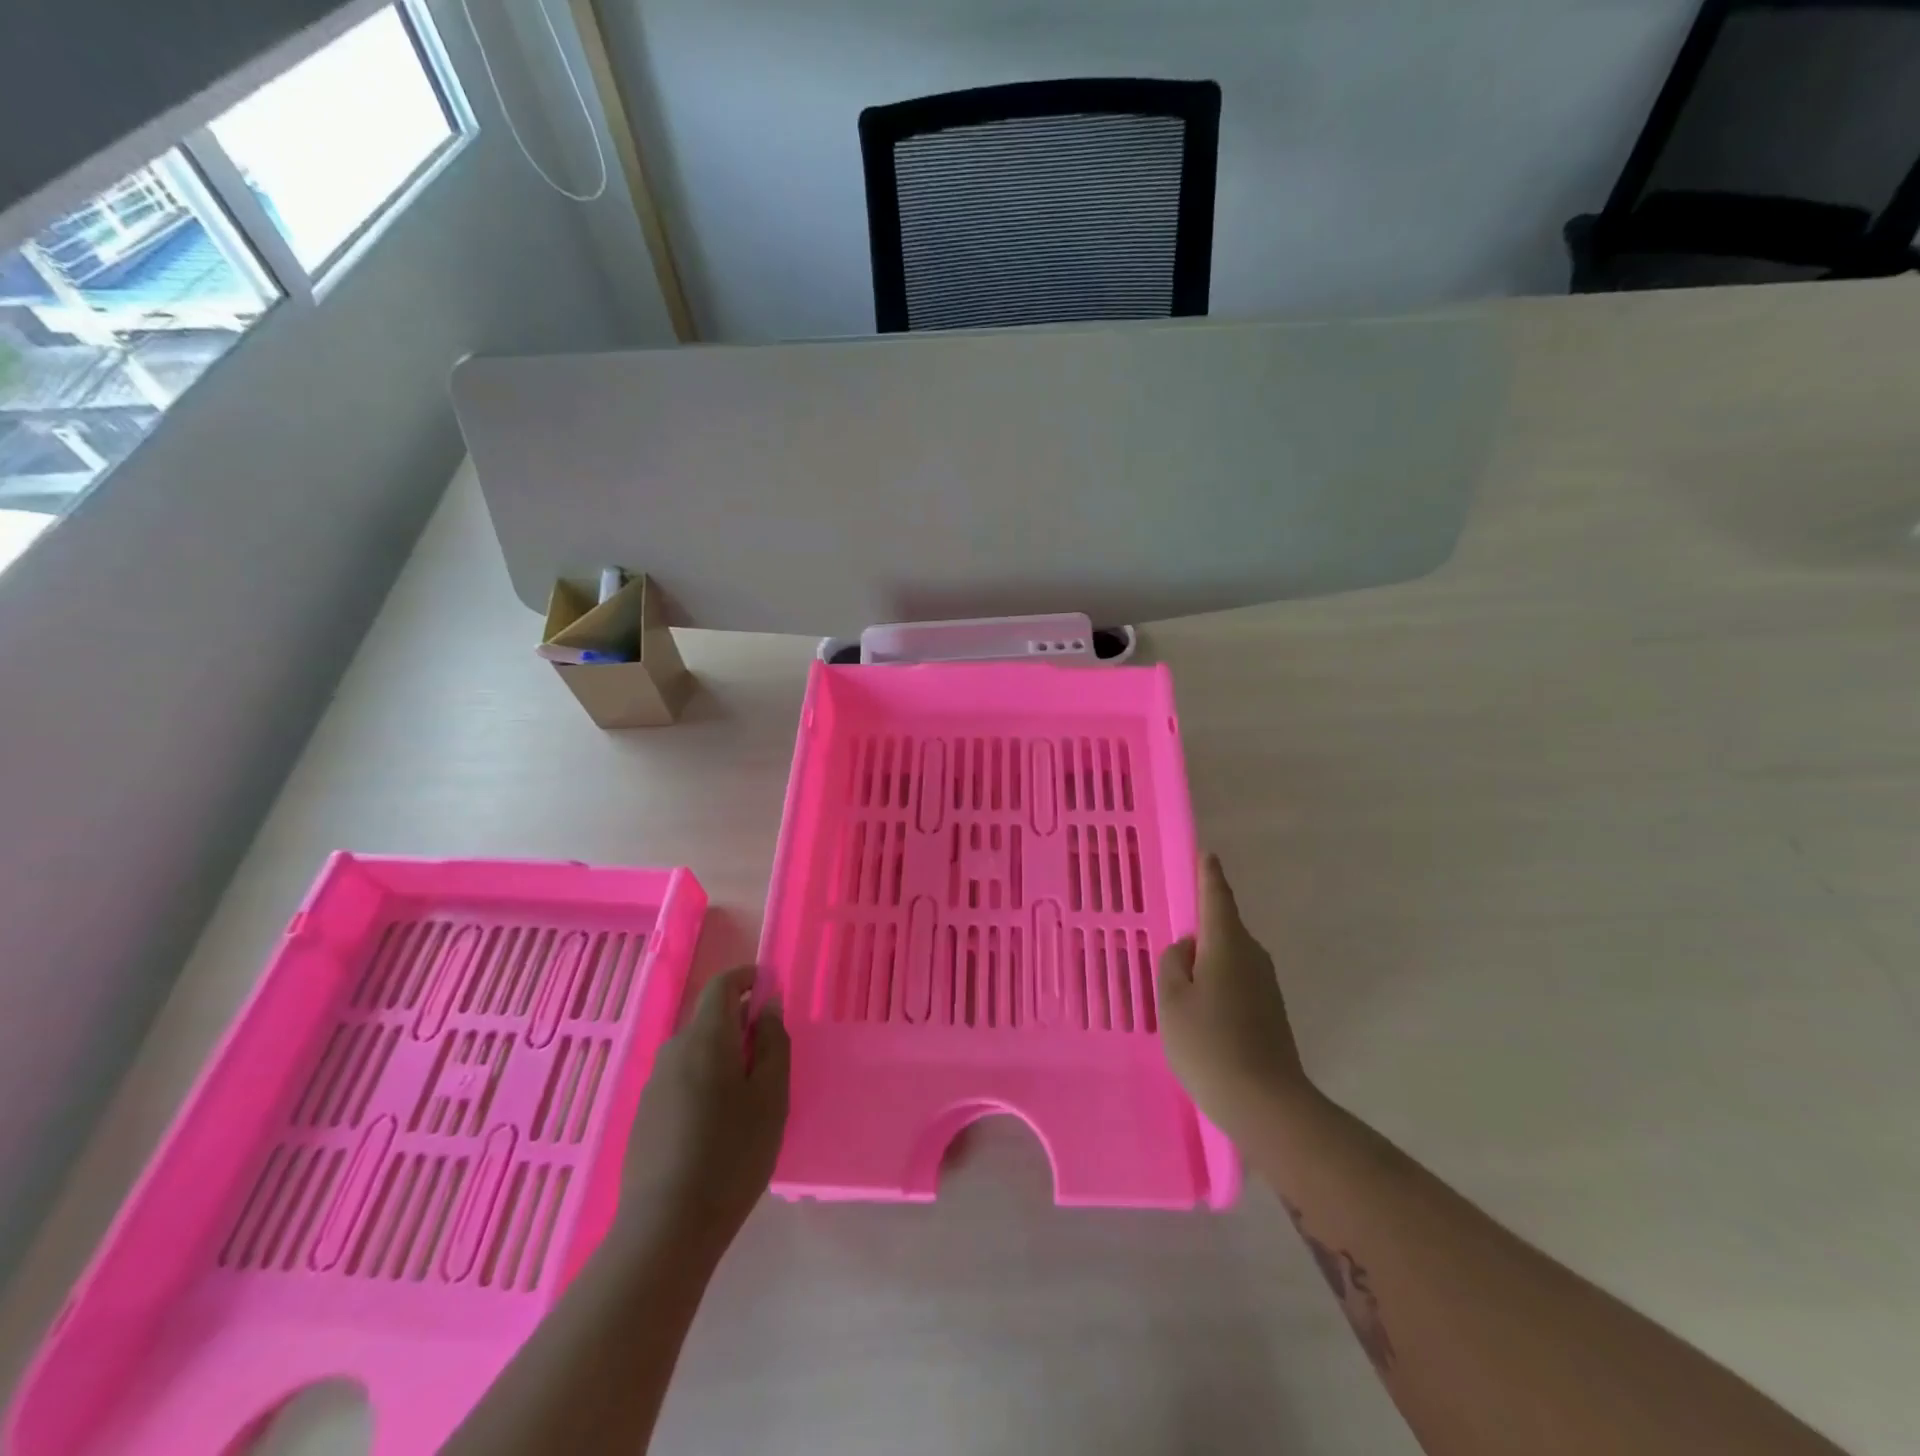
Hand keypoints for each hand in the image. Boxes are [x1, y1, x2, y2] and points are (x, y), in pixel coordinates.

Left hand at [618, 966, 789, 1258]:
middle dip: (741, 1024)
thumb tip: (768, 1006)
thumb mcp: (771, 1095)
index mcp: (705, 1038)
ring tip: (750, 1096)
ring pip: (696, 1052)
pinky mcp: (645, 1116)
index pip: (722, 985)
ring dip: (723, 1056)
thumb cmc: (732, 1154)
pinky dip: (705, 1082)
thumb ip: (773, 1043)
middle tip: (771, 1056)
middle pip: (709, 1018)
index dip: (748, 978)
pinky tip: (719, 1125)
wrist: (666, 1229)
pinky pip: (682, 1079)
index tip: (771, 991)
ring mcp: (654, 1085)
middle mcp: (673, 1051)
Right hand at [1157, 855, 1311, 1137]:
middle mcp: (1252, 956)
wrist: (1267, 1104)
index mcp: (1227, 944)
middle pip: (1223, 928)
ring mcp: (1265, 985)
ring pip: (1228, 958)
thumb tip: (1188, 948)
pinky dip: (1216, 984)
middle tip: (1171, 942)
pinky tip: (1199, 1012)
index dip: (1208, 875)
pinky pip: (1236, 981)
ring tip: (1178, 985)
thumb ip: (1172, 963)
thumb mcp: (1172, 1000)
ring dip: (1206, 962)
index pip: (1217, 897)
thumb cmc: (1209, 1045)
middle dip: (1199, 929)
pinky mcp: (1270, 1011)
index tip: (1206, 854)